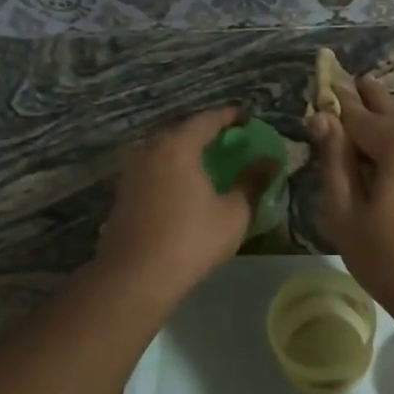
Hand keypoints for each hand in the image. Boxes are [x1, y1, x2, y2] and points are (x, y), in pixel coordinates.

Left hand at [96, 107, 275, 299]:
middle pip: (182, 131)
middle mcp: (150, 149)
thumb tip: (271, 161)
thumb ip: (252, 182)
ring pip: (164, 150)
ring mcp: (131, 170)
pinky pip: (154, 168)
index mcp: (177, 146)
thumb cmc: (191, 240)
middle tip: (230, 140)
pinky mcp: (123, 192)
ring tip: (209, 162)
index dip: (230, 116)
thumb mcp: (233, 213)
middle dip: (207, 132)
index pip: (207, 119)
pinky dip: (172, 168)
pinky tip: (185, 185)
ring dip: (187, 151)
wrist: (135, 276)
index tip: (248, 118)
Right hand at [310, 78, 393, 330]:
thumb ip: (334, 160)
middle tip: (347, 80)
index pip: (359, 115)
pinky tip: (386, 151)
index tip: (321, 84)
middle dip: (366, 101)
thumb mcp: (347, 213)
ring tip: (362, 112)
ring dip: (384, 126)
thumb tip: (322, 119)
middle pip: (389, 115)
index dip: (336, 104)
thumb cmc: (392, 261)